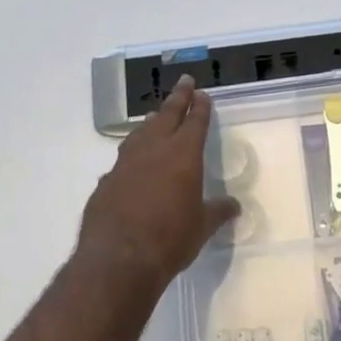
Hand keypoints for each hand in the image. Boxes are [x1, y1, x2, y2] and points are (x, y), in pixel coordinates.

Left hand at [78, 75, 239, 288]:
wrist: (118, 259)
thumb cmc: (170, 239)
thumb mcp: (202, 227)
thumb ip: (217, 212)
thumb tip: (234, 206)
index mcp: (183, 155)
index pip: (195, 122)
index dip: (200, 107)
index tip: (202, 93)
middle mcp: (153, 151)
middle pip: (167, 115)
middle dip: (177, 97)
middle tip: (184, 81)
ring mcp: (125, 164)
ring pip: (140, 133)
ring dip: (151, 122)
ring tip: (155, 115)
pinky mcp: (106, 181)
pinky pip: (123, 160)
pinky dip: (132, 154)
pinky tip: (133, 163)